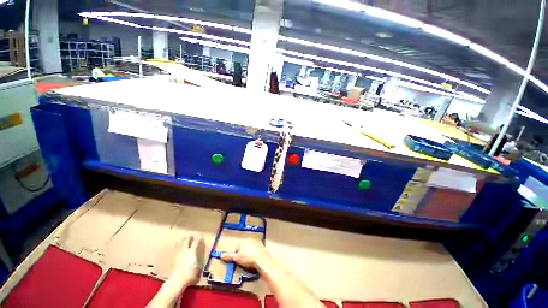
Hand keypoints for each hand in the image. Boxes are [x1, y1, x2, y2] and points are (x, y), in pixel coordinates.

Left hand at [170, 234, 203, 287]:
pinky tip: (176, 245)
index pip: (195, 242)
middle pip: (187, 241)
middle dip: (189, 238)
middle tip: (191, 235)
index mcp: (192, 251)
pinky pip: (175, 249)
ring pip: (180, 244)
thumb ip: (200, 262)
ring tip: (183, 238)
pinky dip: (176, 246)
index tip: (200, 237)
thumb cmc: (190, 274)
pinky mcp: (174, 258)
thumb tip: (203, 260)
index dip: (198, 239)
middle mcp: (185, 251)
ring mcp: (178, 254)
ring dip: (182, 240)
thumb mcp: (198, 268)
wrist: (177, 280)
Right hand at [221, 239, 270, 270]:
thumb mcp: (236, 258)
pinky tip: (256, 260)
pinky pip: (257, 251)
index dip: (236, 254)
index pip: (237, 246)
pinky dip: (256, 254)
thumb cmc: (247, 258)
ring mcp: (257, 243)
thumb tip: (221, 255)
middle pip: (245, 247)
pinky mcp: (263, 247)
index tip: (237, 260)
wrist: (261, 260)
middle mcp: (250, 240)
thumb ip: (229, 257)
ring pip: (251, 248)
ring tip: (249, 262)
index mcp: (244, 241)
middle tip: (243, 261)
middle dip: (243, 252)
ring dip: (250, 253)